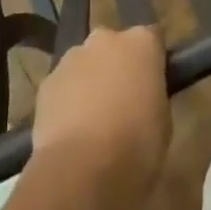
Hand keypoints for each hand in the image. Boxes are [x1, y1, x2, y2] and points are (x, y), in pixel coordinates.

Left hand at [30, 25, 169, 209]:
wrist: (80, 171)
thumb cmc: (136, 147)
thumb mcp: (163, 122)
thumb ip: (152, 95)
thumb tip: (142, 94)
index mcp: (141, 43)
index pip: (152, 38)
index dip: (153, 60)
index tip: (153, 83)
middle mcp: (105, 39)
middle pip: (114, 46)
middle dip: (117, 66)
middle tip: (123, 101)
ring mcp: (72, 57)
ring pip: (85, 63)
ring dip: (90, 82)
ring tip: (94, 123)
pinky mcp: (47, 82)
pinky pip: (63, 85)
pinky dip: (68, 101)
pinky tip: (71, 132)